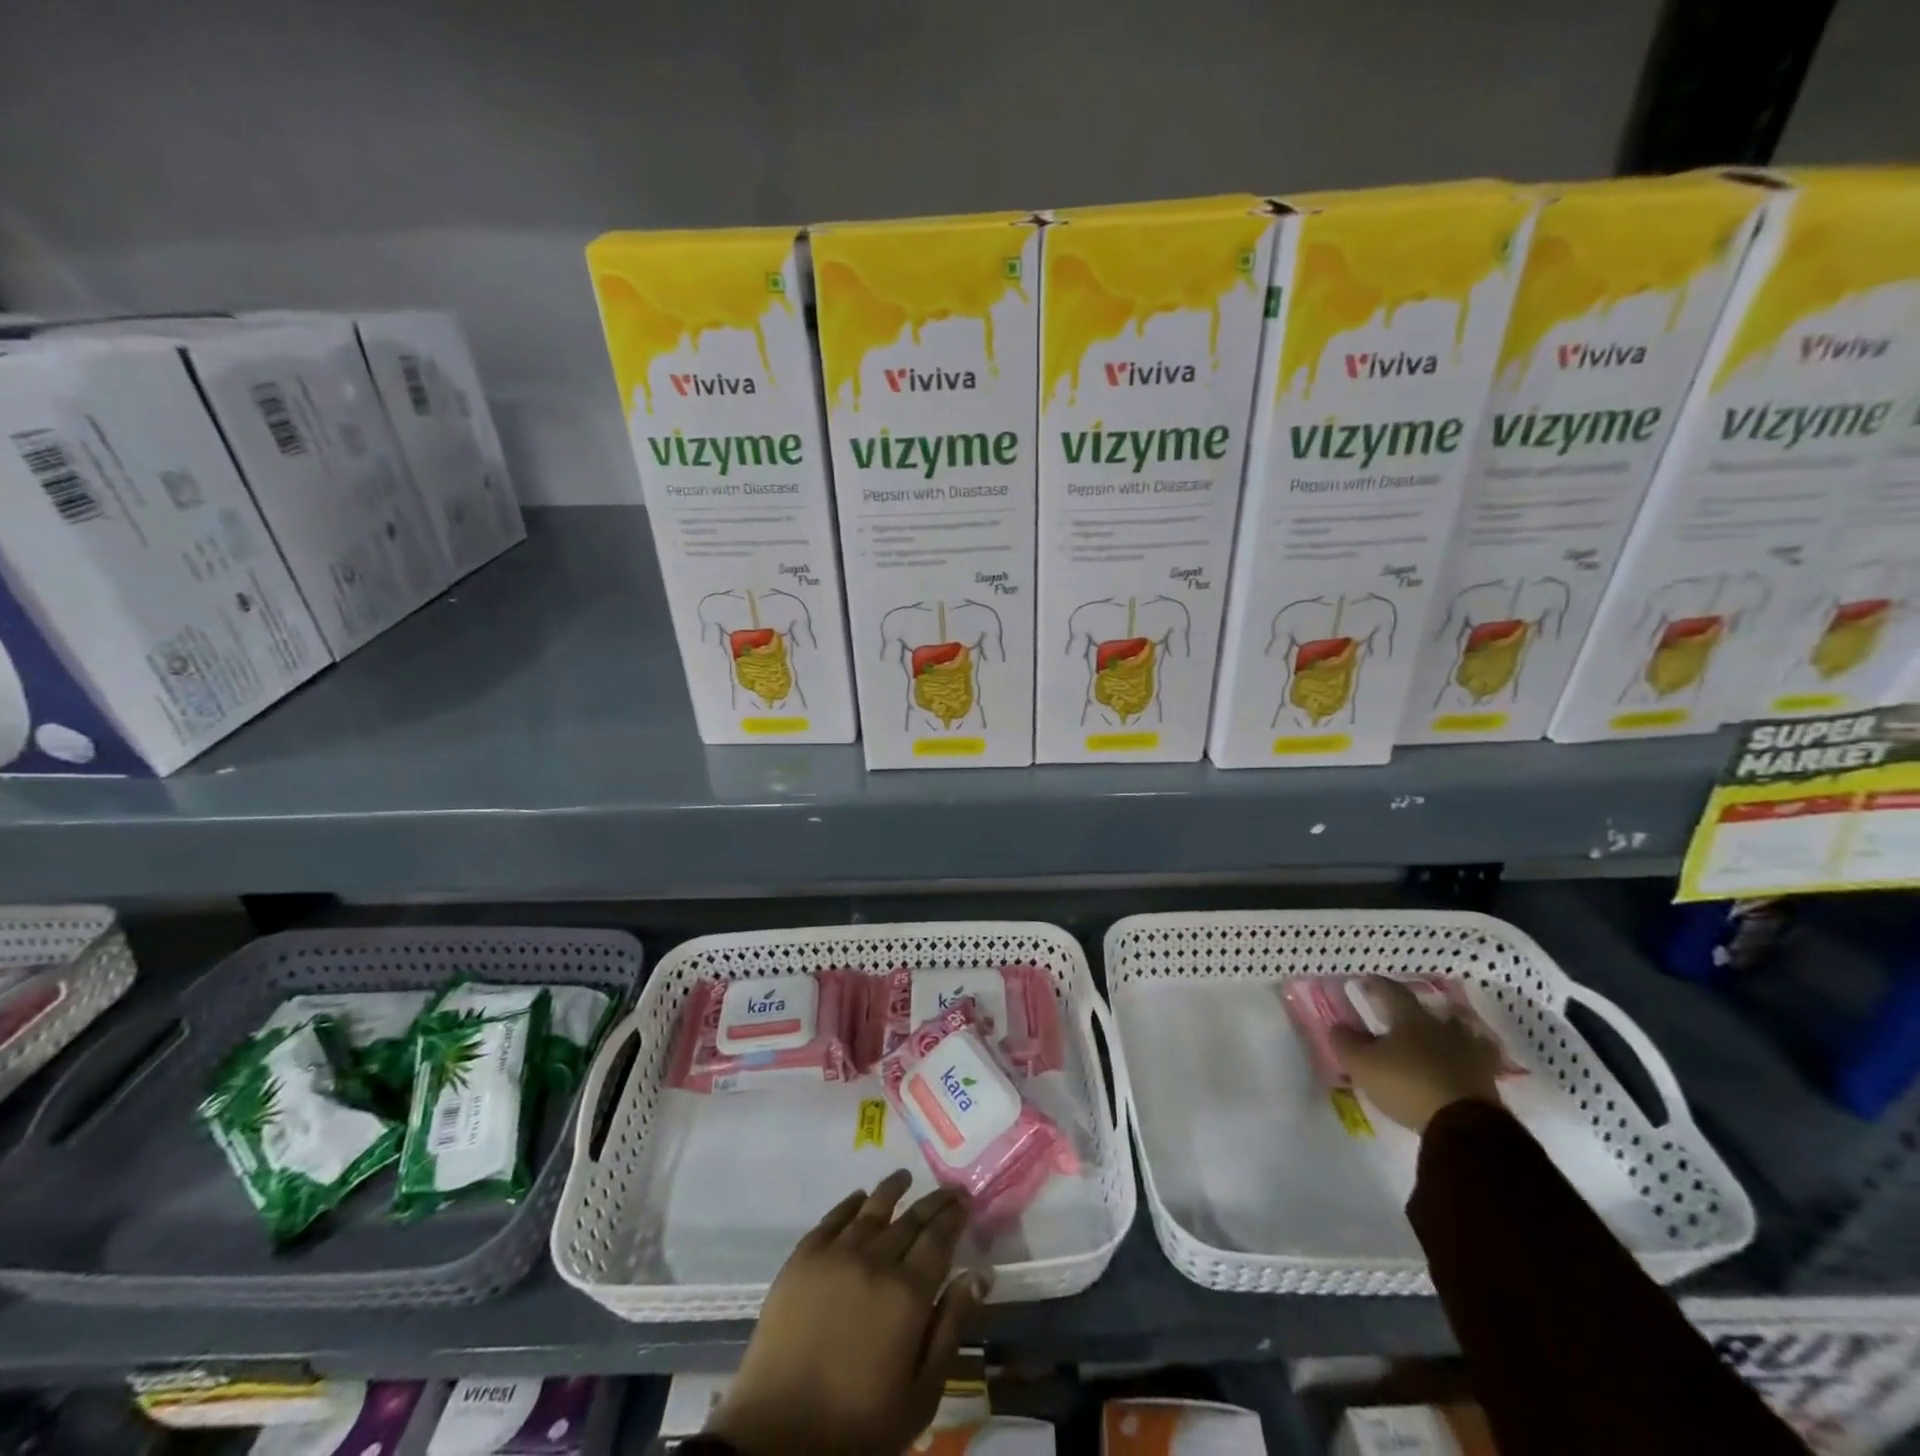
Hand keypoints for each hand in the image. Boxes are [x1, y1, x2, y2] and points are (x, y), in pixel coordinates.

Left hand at [707, 1170, 988, 1455]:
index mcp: (908, 1293)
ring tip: (904, 1177)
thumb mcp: (920, 1394)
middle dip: (933, 1202)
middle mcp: (875, 1260)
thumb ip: (951, 1327)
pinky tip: (859, 1199)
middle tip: (947, 1190)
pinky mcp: (802, 1258)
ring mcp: (835, 1254)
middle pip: (910, 1219)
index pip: (939, 1238)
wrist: (779, 1438)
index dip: (954, 1216)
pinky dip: (850, 1204)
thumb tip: (980, 1274)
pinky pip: (832, 1219)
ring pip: (872, 1209)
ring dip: (892, 1190)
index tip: (964, 1201)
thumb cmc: (859, 1426)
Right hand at [1331, 979, 1502, 1133]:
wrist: (1465, 1125)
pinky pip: (1479, 1058)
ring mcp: (1470, 1051)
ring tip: (1439, 1034)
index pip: (1392, 991)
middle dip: (1415, 1009)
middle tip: (1404, 1012)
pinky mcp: (1488, 1078)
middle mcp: (1443, 1027)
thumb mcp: (1363, 1065)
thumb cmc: (1407, 1085)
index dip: (1377, 985)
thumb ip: (1347, 1043)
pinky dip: (1469, 1056)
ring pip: (1460, 1030)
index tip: (1365, 981)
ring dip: (1449, 1029)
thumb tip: (1338, 1026)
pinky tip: (1464, 1061)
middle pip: (1430, 1009)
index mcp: (1411, 1018)